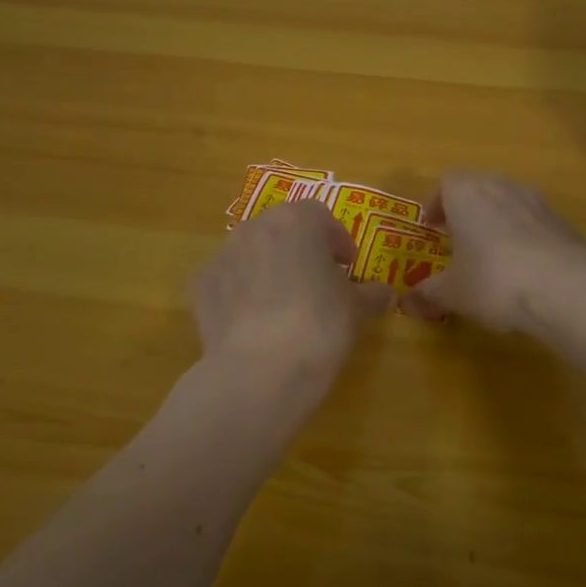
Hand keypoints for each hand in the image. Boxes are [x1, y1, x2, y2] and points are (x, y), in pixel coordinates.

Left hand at [192, 200, 393, 383]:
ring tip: (283, 305)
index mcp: (297, 222)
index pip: (321, 215)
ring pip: (251, 252)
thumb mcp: (357, 310)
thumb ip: (372, 295)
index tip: (347, 266)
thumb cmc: (320, 326)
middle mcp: (255, 228)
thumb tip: (384, 293)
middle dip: (299, 250)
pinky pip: (227, 281)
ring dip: (268, 268)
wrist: (259, 371)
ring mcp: (223, 255)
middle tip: (316, 282)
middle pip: (282, 229)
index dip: (336, 239)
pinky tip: (253, 323)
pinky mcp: (201, 286)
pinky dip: (239, 293)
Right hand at [405, 173, 585, 331]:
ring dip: (495, 222)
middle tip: (457, 242)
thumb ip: (427, 293)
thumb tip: (407, 302)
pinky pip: (533, 222)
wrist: (565, 288)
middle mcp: (501, 186)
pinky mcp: (562, 221)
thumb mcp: (452, 293)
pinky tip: (523, 270)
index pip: (446, 183)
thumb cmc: (493, 281)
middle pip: (478, 189)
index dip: (436, 205)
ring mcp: (536, 201)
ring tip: (490, 257)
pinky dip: (523, 237)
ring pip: (507, 203)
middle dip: (465, 212)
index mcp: (466, 193)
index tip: (432, 230)